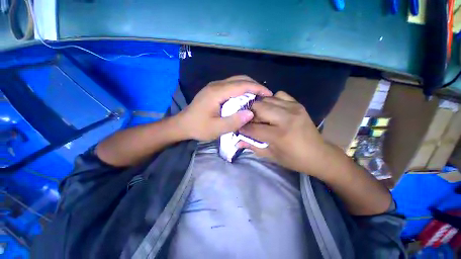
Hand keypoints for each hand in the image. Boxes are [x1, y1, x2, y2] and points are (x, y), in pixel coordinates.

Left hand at [177, 75, 272, 140]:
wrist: (182, 125)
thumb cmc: (198, 127)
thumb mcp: (216, 129)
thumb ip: (234, 121)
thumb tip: (251, 113)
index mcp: (217, 92)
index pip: (242, 85)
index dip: (257, 88)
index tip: (268, 94)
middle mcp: (216, 85)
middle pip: (240, 79)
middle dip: (255, 85)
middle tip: (264, 96)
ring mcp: (214, 87)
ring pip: (236, 81)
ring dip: (248, 86)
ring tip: (257, 96)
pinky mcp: (213, 90)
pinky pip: (231, 86)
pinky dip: (241, 89)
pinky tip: (245, 98)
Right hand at [239, 91, 326, 173]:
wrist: (319, 154)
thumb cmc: (294, 159)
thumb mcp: (271, 155)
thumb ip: (253, 146)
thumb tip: (237, 142)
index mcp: (279, 135)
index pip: (253, 127)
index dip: (243, 128)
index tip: (239, 128)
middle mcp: (286, 118)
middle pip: (258, 107)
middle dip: (250, 114)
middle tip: (250, 121)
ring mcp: (293, 108)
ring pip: (266, 99)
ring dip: (259, 107)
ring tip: (260, 116)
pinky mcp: (298, 104)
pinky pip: (279, 95)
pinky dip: (272, 100)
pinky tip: (273, 110)